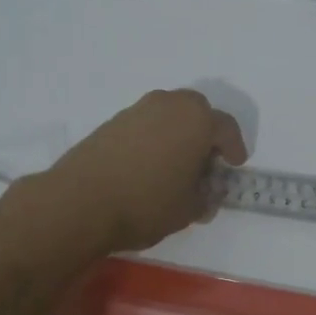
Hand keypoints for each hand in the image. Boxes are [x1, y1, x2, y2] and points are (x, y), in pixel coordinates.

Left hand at [38, 90, 249, 254]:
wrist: (80, 201)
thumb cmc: (146, 203)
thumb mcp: (187, 210)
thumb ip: (205, 198)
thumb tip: (207, 194)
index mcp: (197, 120)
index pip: (226, 128)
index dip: (234, 147)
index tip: (234, 164)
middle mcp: (169, 104)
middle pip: (197, 111)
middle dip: (205, 132)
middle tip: (206, 160)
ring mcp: (138, 109)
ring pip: (169, 114)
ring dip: (178, 132)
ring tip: (175, 163)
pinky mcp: (113, 120)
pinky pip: (146, 123)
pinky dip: (154, 137)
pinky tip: (148, 164)